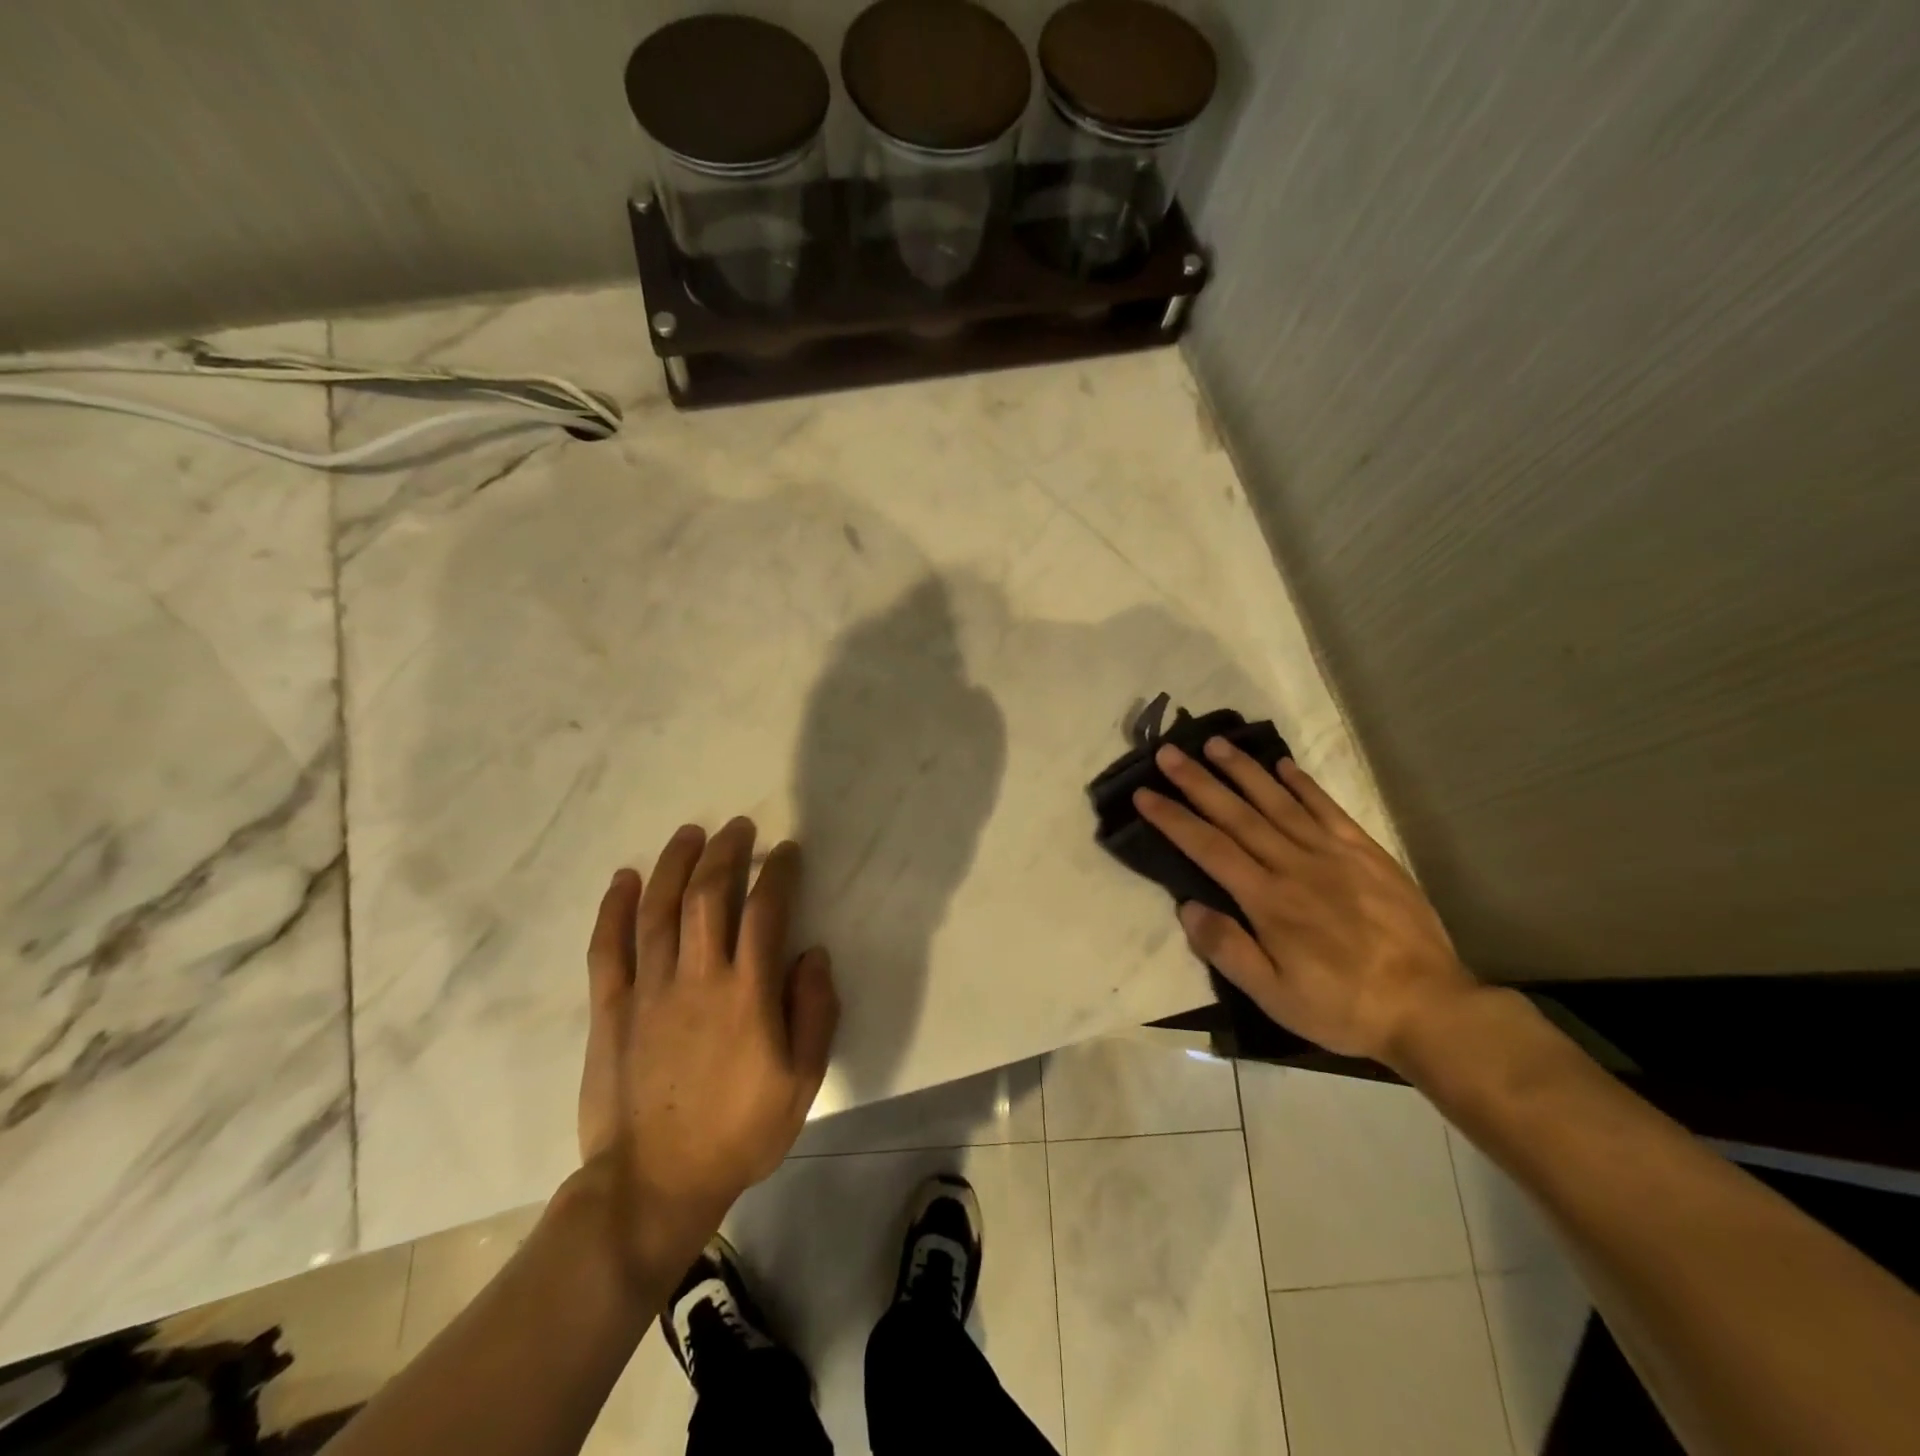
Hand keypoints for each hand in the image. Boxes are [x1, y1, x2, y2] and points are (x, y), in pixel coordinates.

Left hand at [576, 818, 838, 1276]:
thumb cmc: (739, 1133)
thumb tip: (813, 954)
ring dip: (675, 864)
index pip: (766, 910)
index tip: (785, 851)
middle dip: (725, 852)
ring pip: (659, 909)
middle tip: (738, 828)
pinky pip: (608, 948)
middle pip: (708, 895)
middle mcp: (698, 977)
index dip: (777, 872)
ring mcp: (648, 989)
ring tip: (689, 833)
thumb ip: (814, 1012)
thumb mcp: (802, 1081)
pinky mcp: (610, 1009)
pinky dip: (615, 909)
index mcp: (748, 993)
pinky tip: (624, 879)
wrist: (654, 1185)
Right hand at [1135, 740, 1476, 1065]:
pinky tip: (1283, 765)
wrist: (1429, 1008)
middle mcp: (1294, 865)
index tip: (1144, 794)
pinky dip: (1303, 784)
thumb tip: (1187, 907)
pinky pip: (1328, 809)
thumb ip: (1228, 950)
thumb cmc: (1342, 1007)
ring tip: (1215, 744)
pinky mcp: (1366, 853)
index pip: (1209, 848)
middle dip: (1198, 781)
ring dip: (1243, 771)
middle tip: (1168, 753)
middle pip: (1237, 815)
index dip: (1173, 818)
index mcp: (1267, 900)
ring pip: (1278, 802)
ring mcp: (1333, 854)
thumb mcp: (1275, 996)